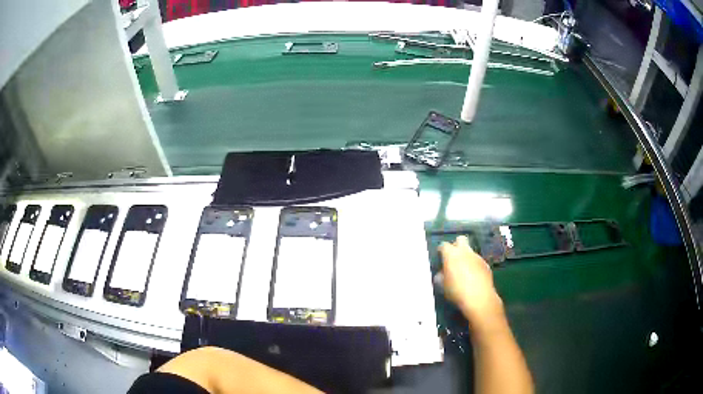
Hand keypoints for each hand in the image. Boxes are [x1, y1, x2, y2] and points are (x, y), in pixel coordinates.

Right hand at [439, 236, 502, 322]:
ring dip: (466, 257)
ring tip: (464, 271)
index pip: (444, 245)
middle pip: (461, 239)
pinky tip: (473, 277)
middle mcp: (465, 252)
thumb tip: (441, 273)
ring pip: (470, 251)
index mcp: (451, 254)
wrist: (479, 298)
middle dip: (456, 245)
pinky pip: (477, 261)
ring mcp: (477, 257)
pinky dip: (474, 266)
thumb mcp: (442, 285)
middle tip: (453, 257)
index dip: (441, 251)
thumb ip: (441, 276)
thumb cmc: (456, 291)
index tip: (440, 257)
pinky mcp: (486, 264)